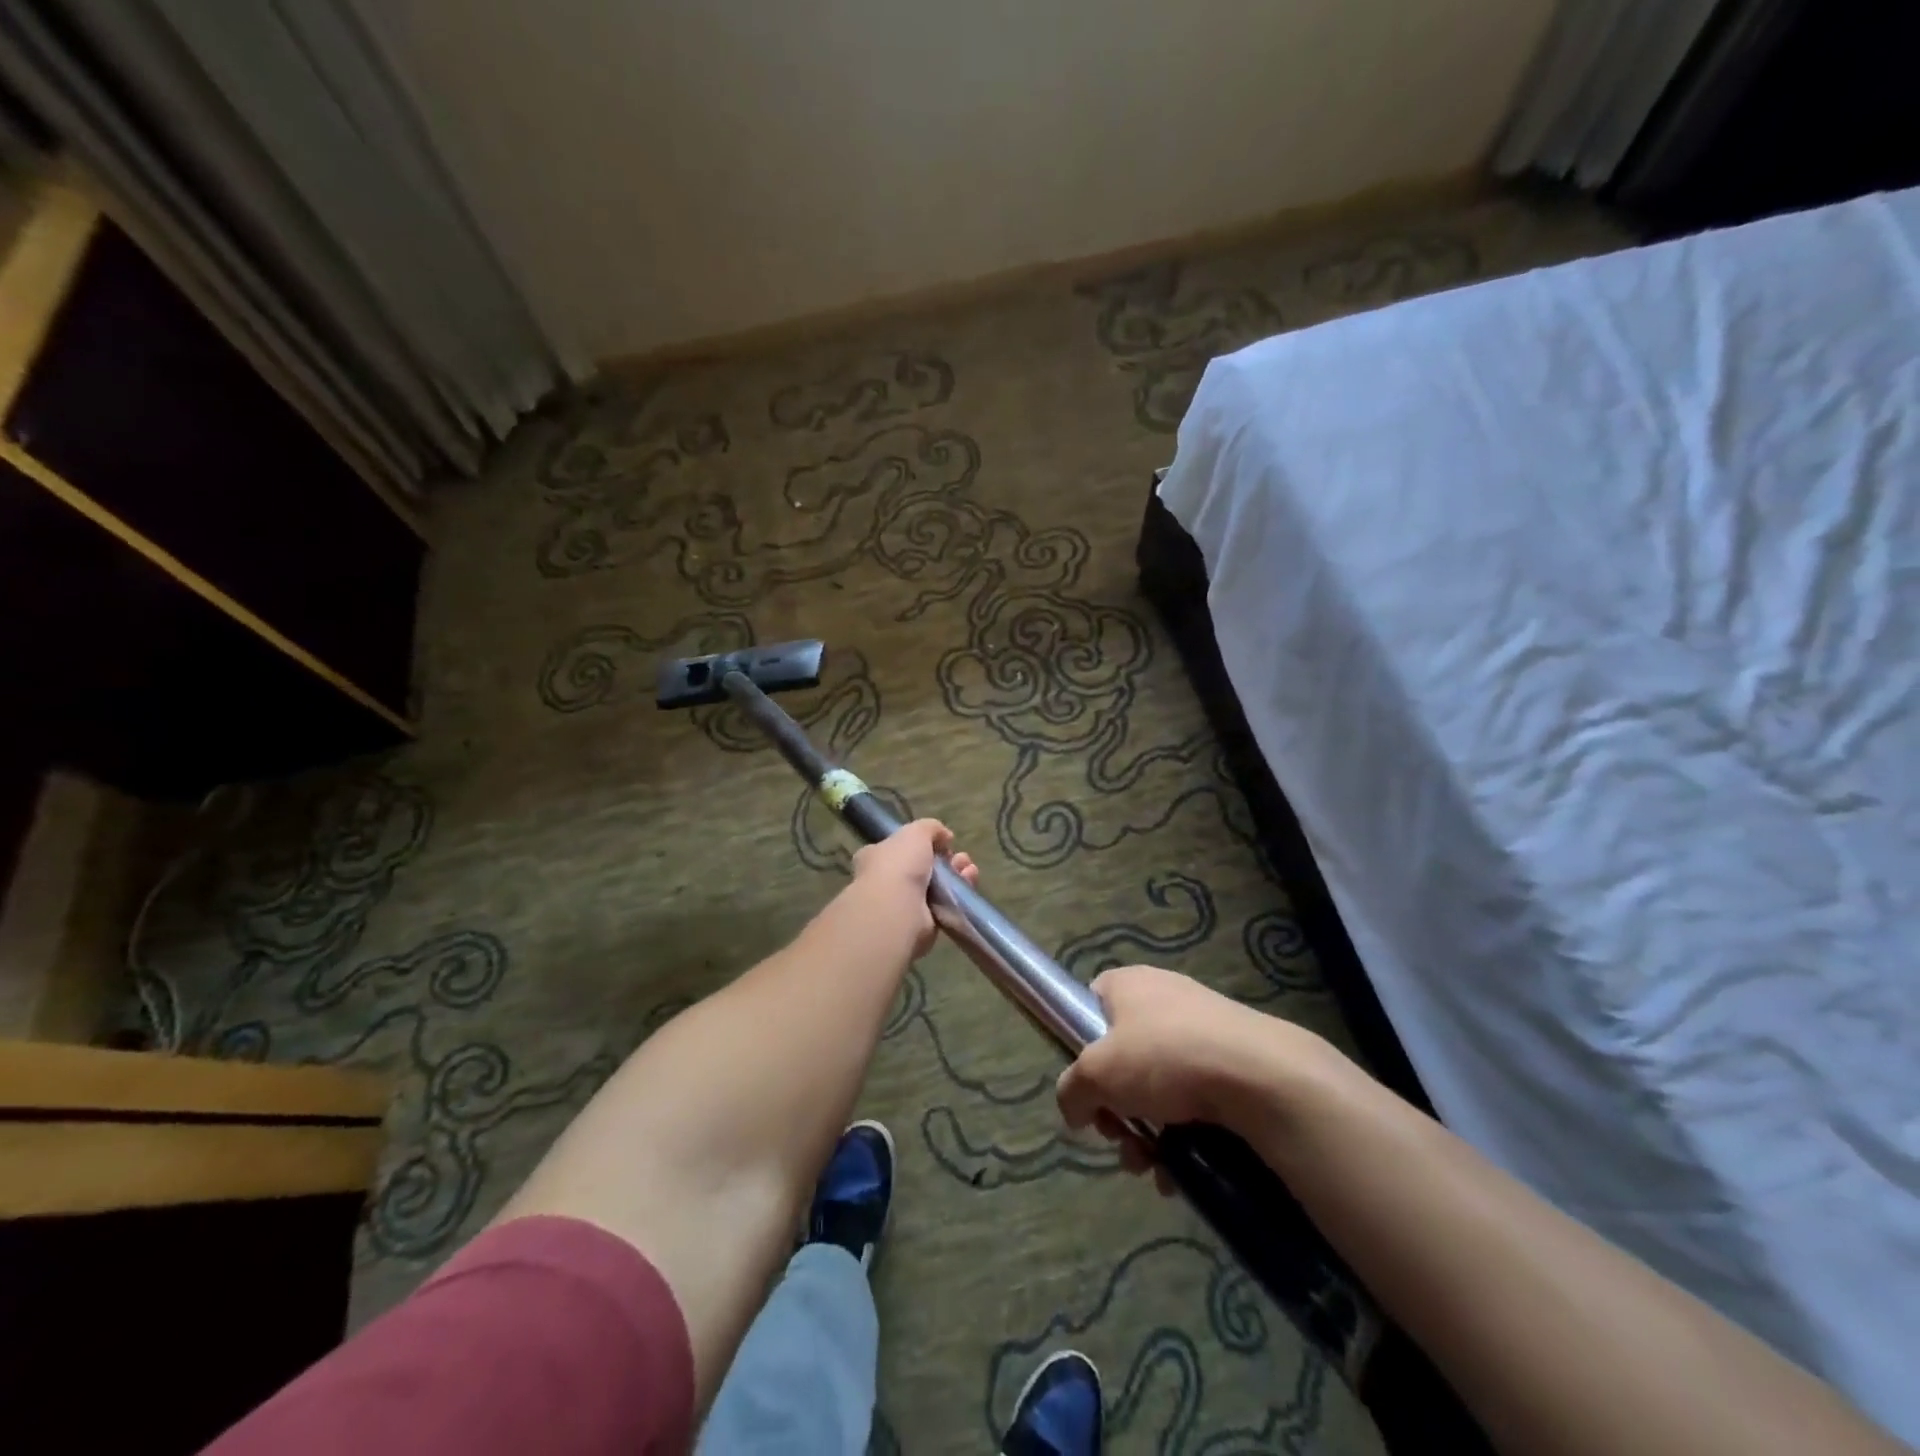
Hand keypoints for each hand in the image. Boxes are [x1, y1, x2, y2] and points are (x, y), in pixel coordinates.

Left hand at [850, 819, 976, 957]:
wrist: (897, 910)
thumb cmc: (899, 865)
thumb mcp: (915, 832)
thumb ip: (930, 828)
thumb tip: (944, 836)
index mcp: (876, 857)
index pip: (900, 848)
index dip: (923, 844)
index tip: (943, 843)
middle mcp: (887, 881)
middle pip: (923, 867)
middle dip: (947, 860)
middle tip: (962, 858)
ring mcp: (905, 903)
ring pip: (937, 885)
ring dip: (957, 875)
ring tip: (970, 870)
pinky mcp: (922, 923)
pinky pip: (945, 905)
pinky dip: (959, 895)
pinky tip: (970, 883)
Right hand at [1056, 965, 1322, 1190]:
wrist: (1260, 1076)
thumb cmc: (1164, 1057)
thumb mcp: (1096, 1073)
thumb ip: (1071, 1090)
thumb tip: (1075, 1110)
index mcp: (1129, 984)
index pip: (1092, 1003)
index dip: (1082, 1044)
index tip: (1088, 1083)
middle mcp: (1165, 998)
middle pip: (1124, 1056)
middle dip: (1116, 1107)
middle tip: (1119, 1137)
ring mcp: (1204, 1030)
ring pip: (1159, 1086)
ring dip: (1146, 1133)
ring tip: (1150, 1167)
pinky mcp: (1235, 1063)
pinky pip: (1197, 1101)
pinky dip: (1183, 1137)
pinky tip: (1180, 1173)